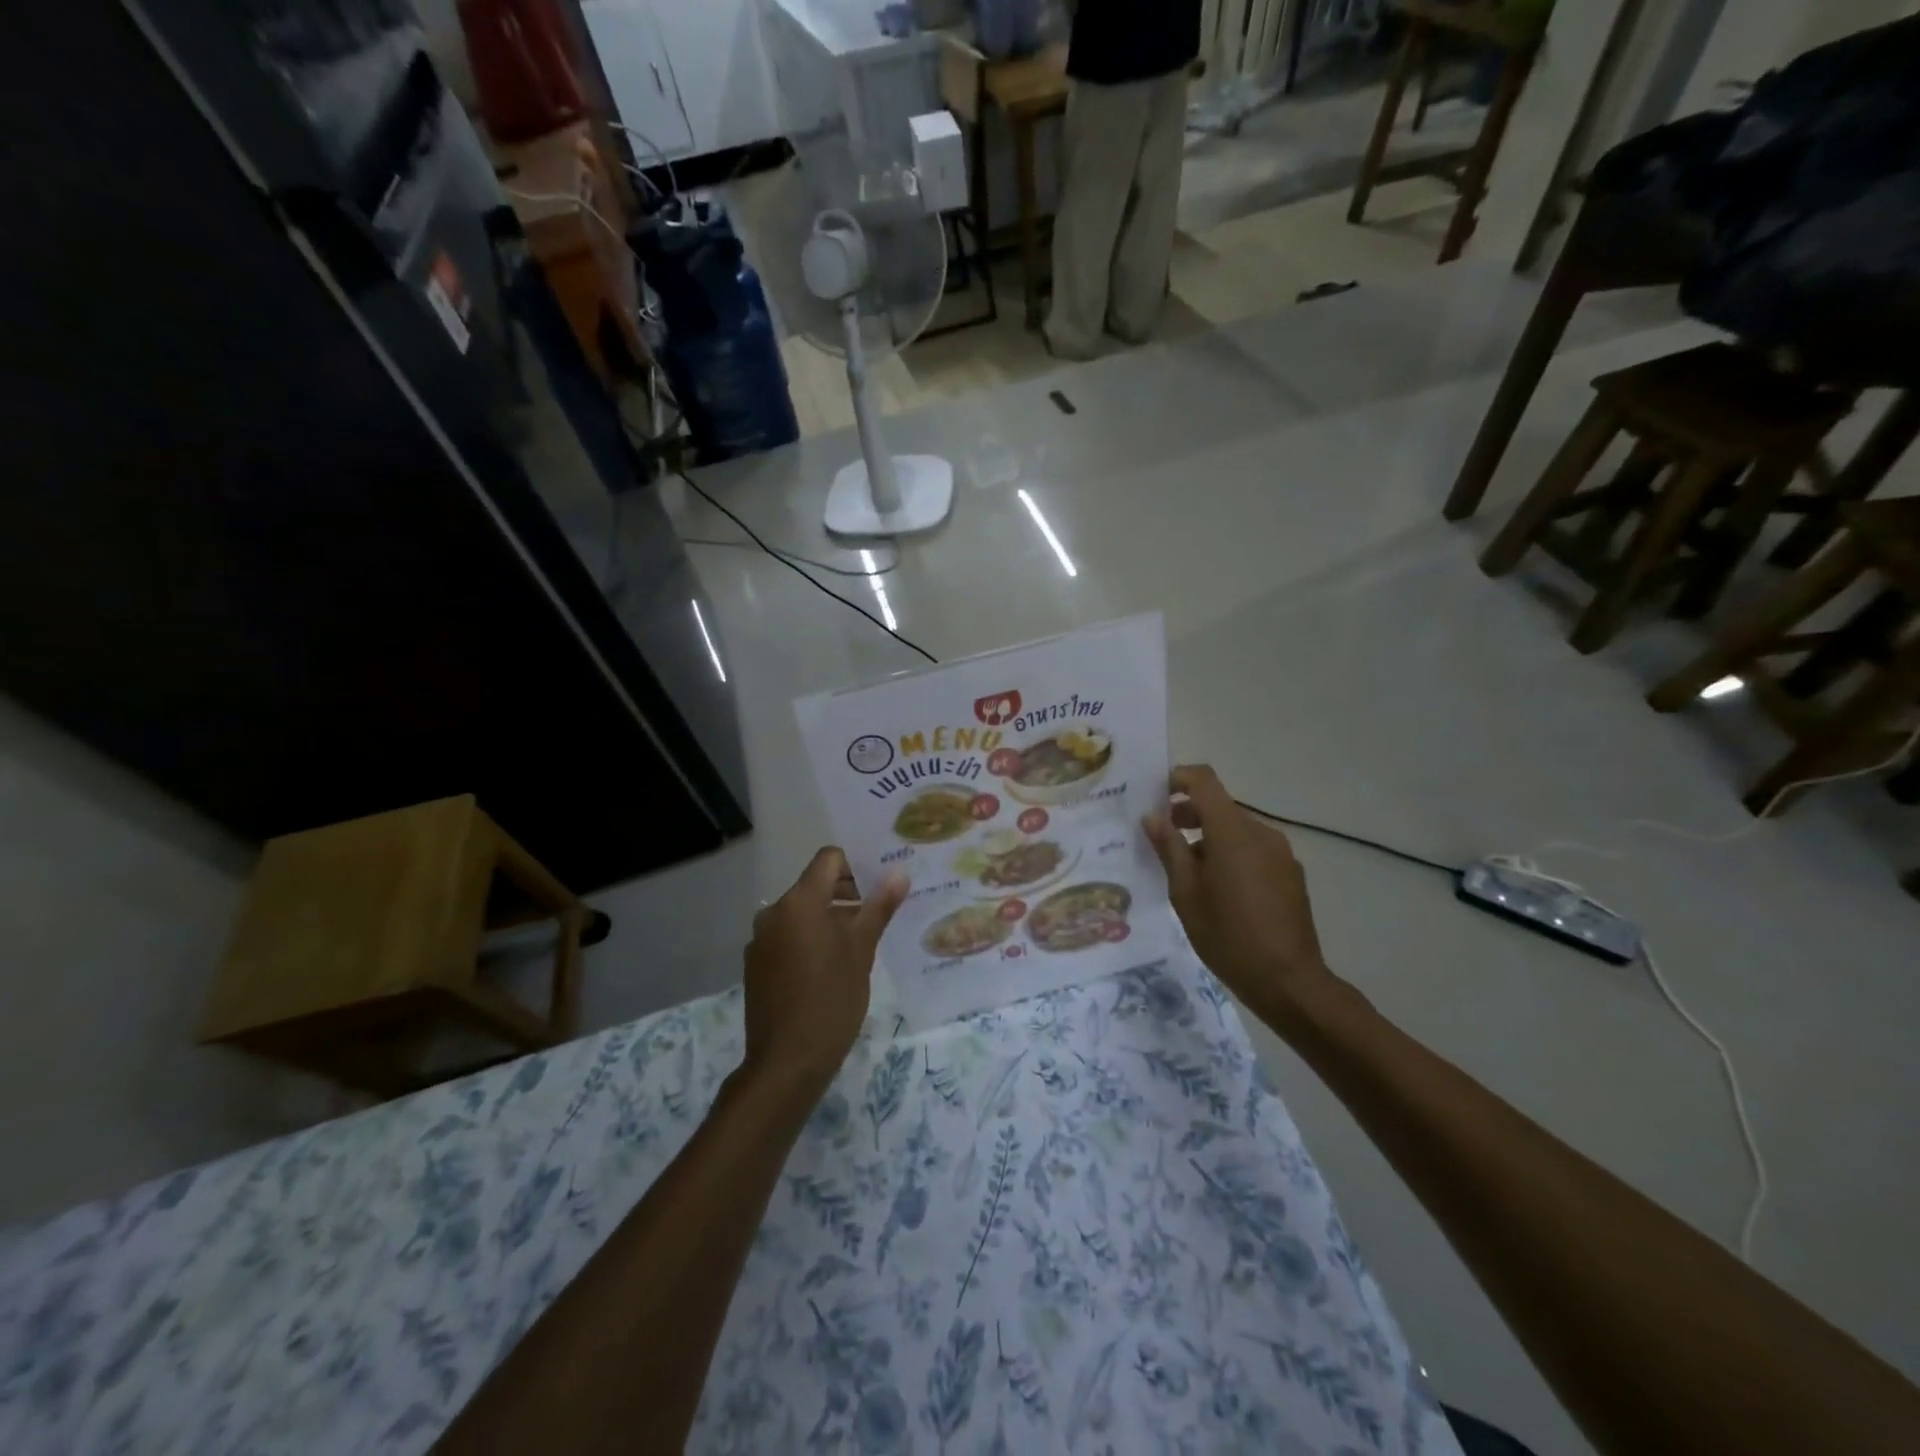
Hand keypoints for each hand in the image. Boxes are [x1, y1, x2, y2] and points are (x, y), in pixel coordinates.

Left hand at [742, 848, 906, 1091]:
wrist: (786, 1062)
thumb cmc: (831, 999)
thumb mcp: (862, 951)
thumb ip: (879, 907)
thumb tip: (898, 874)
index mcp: (799, 902)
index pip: (829, 859)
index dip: (856, 864)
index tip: (881, 883)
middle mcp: (774, 912)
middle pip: (814, 885)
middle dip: (847, 893)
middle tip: (879, 911)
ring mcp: (761, 940)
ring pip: (802, 913)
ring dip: (830, 917)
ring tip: (860, 941)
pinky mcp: (756, 965)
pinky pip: (788, 937)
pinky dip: (810, 939)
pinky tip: (831, 966)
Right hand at [1142, 765, 1336, 1027]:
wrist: (1289, 981)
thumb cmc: (1227, 936)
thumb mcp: (1186, 894)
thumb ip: (1169, 848)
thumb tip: (1153, 816)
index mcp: (1232, 832)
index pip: (1204, 781)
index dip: (1178, 778)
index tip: (1155, 794)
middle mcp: (1260, 832)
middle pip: (1220, 805)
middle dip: (1189, 814)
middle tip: (1162, 838)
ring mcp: (1280, 853)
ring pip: (1237, 829)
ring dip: (1210, 837)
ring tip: (1187, 871)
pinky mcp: (1290, 873)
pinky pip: (1254, 849)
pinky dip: (1231, 854)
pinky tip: (1219, 889)